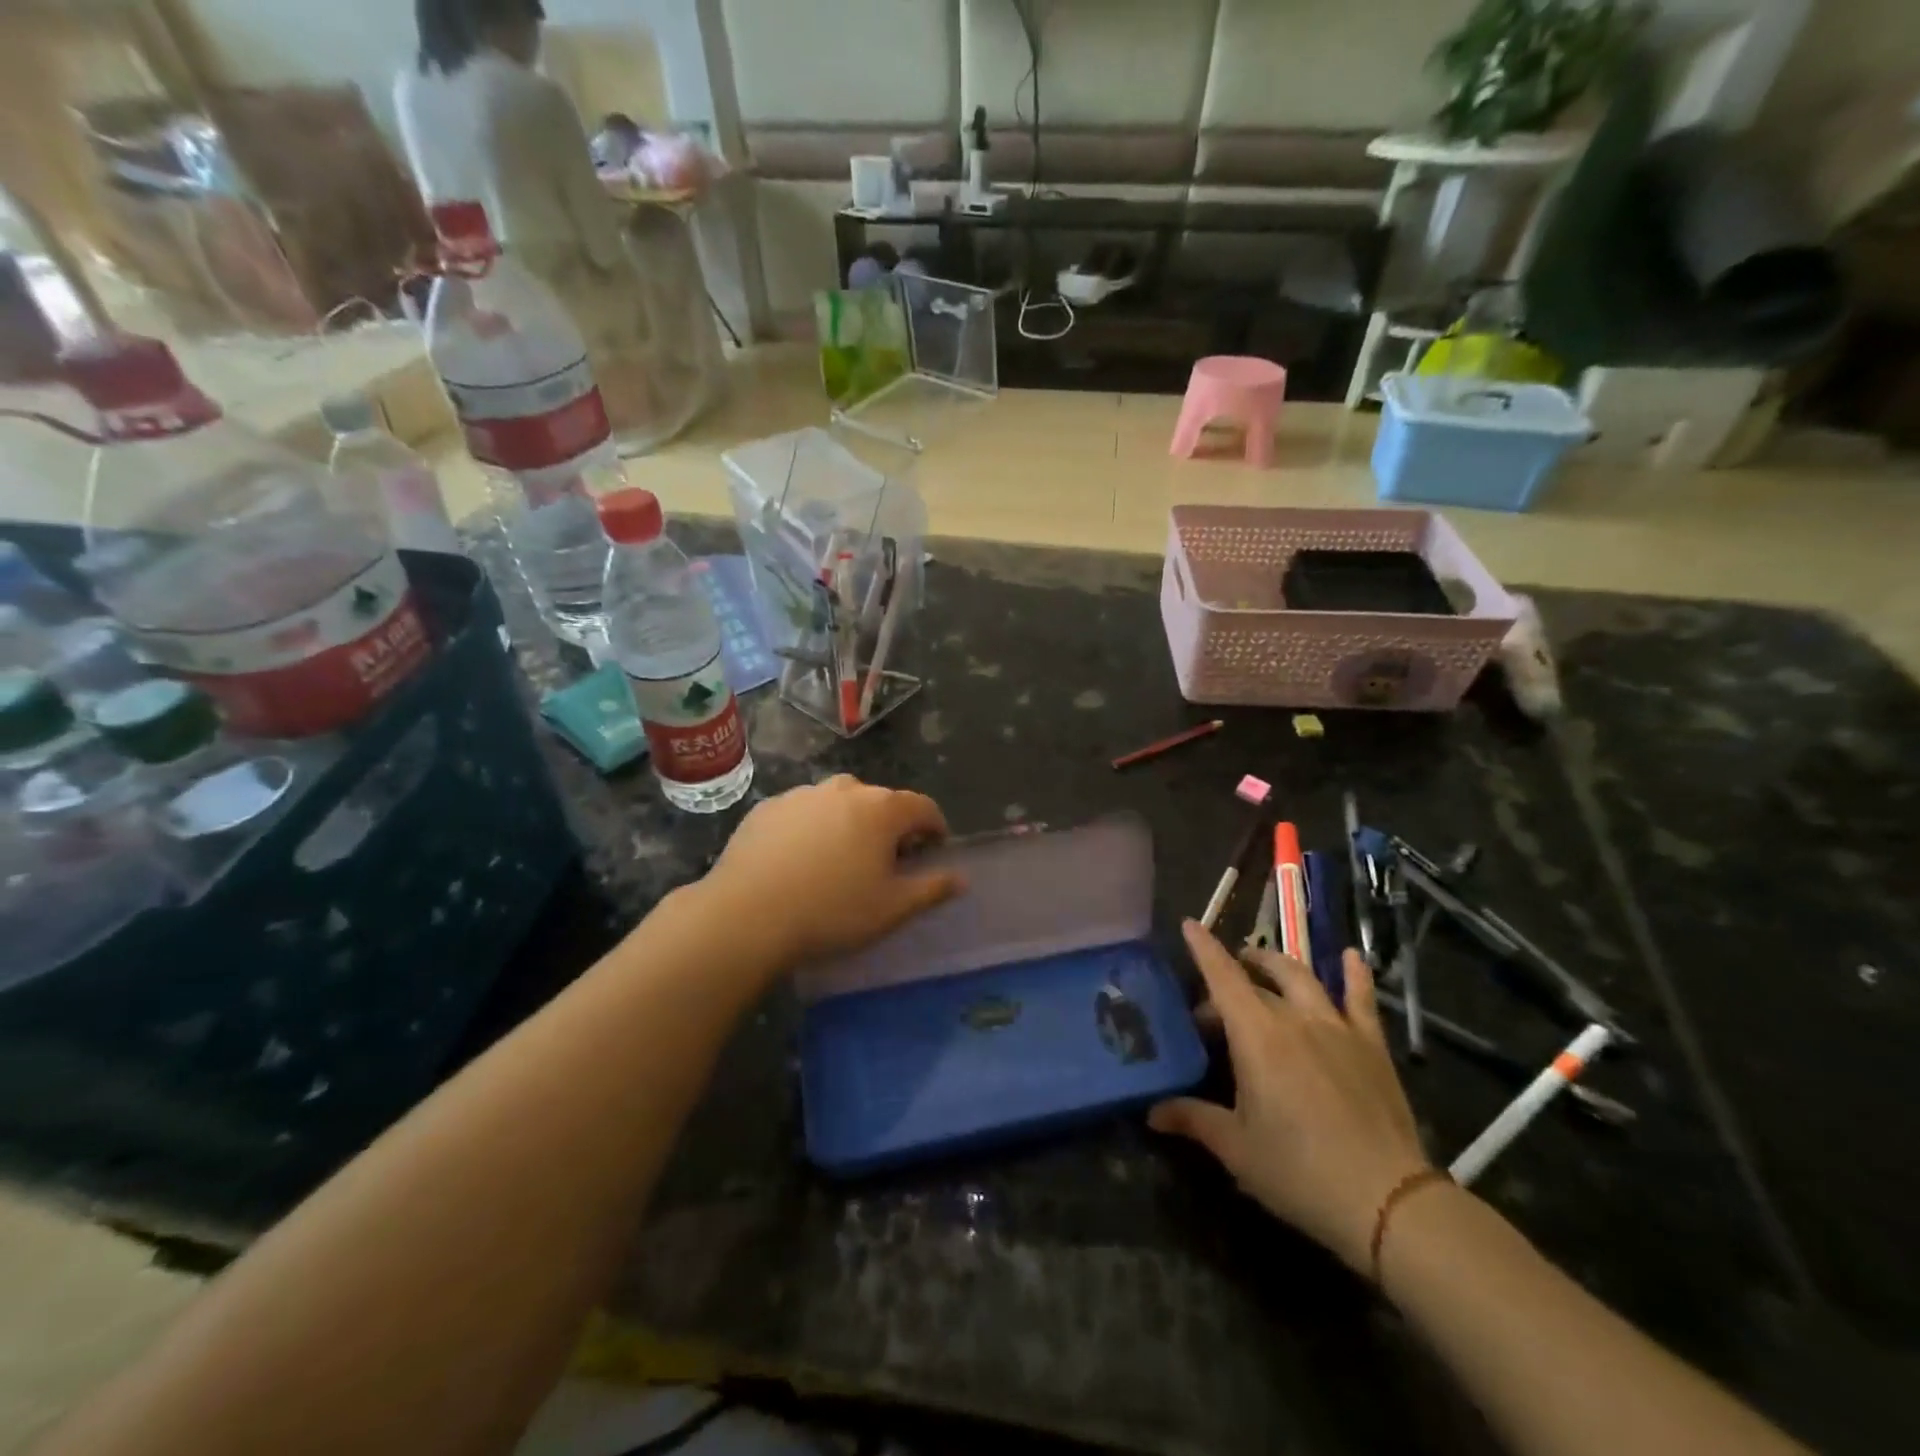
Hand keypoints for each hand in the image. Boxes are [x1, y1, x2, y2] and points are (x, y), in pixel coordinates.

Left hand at [703, 776, 963, 963]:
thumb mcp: (892, 909)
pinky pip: (803, 812)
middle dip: (890, 826)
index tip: (932, 851)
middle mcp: (844, 789)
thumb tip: (961, 877)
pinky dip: (812, 828)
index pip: (923, 807)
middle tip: (884, 863)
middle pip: (881, 802)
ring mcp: (802, 795)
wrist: (746, 916)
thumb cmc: (831, 912)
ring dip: (849, 824)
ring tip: (839, 861)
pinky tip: (799, 861)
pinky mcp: (767, 808)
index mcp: (882, 809)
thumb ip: (932, 888)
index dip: (934, 828)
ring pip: (839, 803)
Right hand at [1150, 922, 1431, 1273]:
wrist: (1388, 1201)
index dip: (1204, 949)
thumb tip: (1153, 1112)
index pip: (1223, 977)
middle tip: (1216, 1004)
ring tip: (1261, 964)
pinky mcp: (1371, 1044)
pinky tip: (1351, 956)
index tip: (1188, 924)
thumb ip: (1193, 1119)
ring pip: (1301, 977)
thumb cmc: (1299, 1172)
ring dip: (1276, 964)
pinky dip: (1354, 974)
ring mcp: (1336, 1026)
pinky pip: (1361, 999)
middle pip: (1255, 981)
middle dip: (1230, 980)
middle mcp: (1294, 1017)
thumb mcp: (1236, 1148)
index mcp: (1256, 1036)